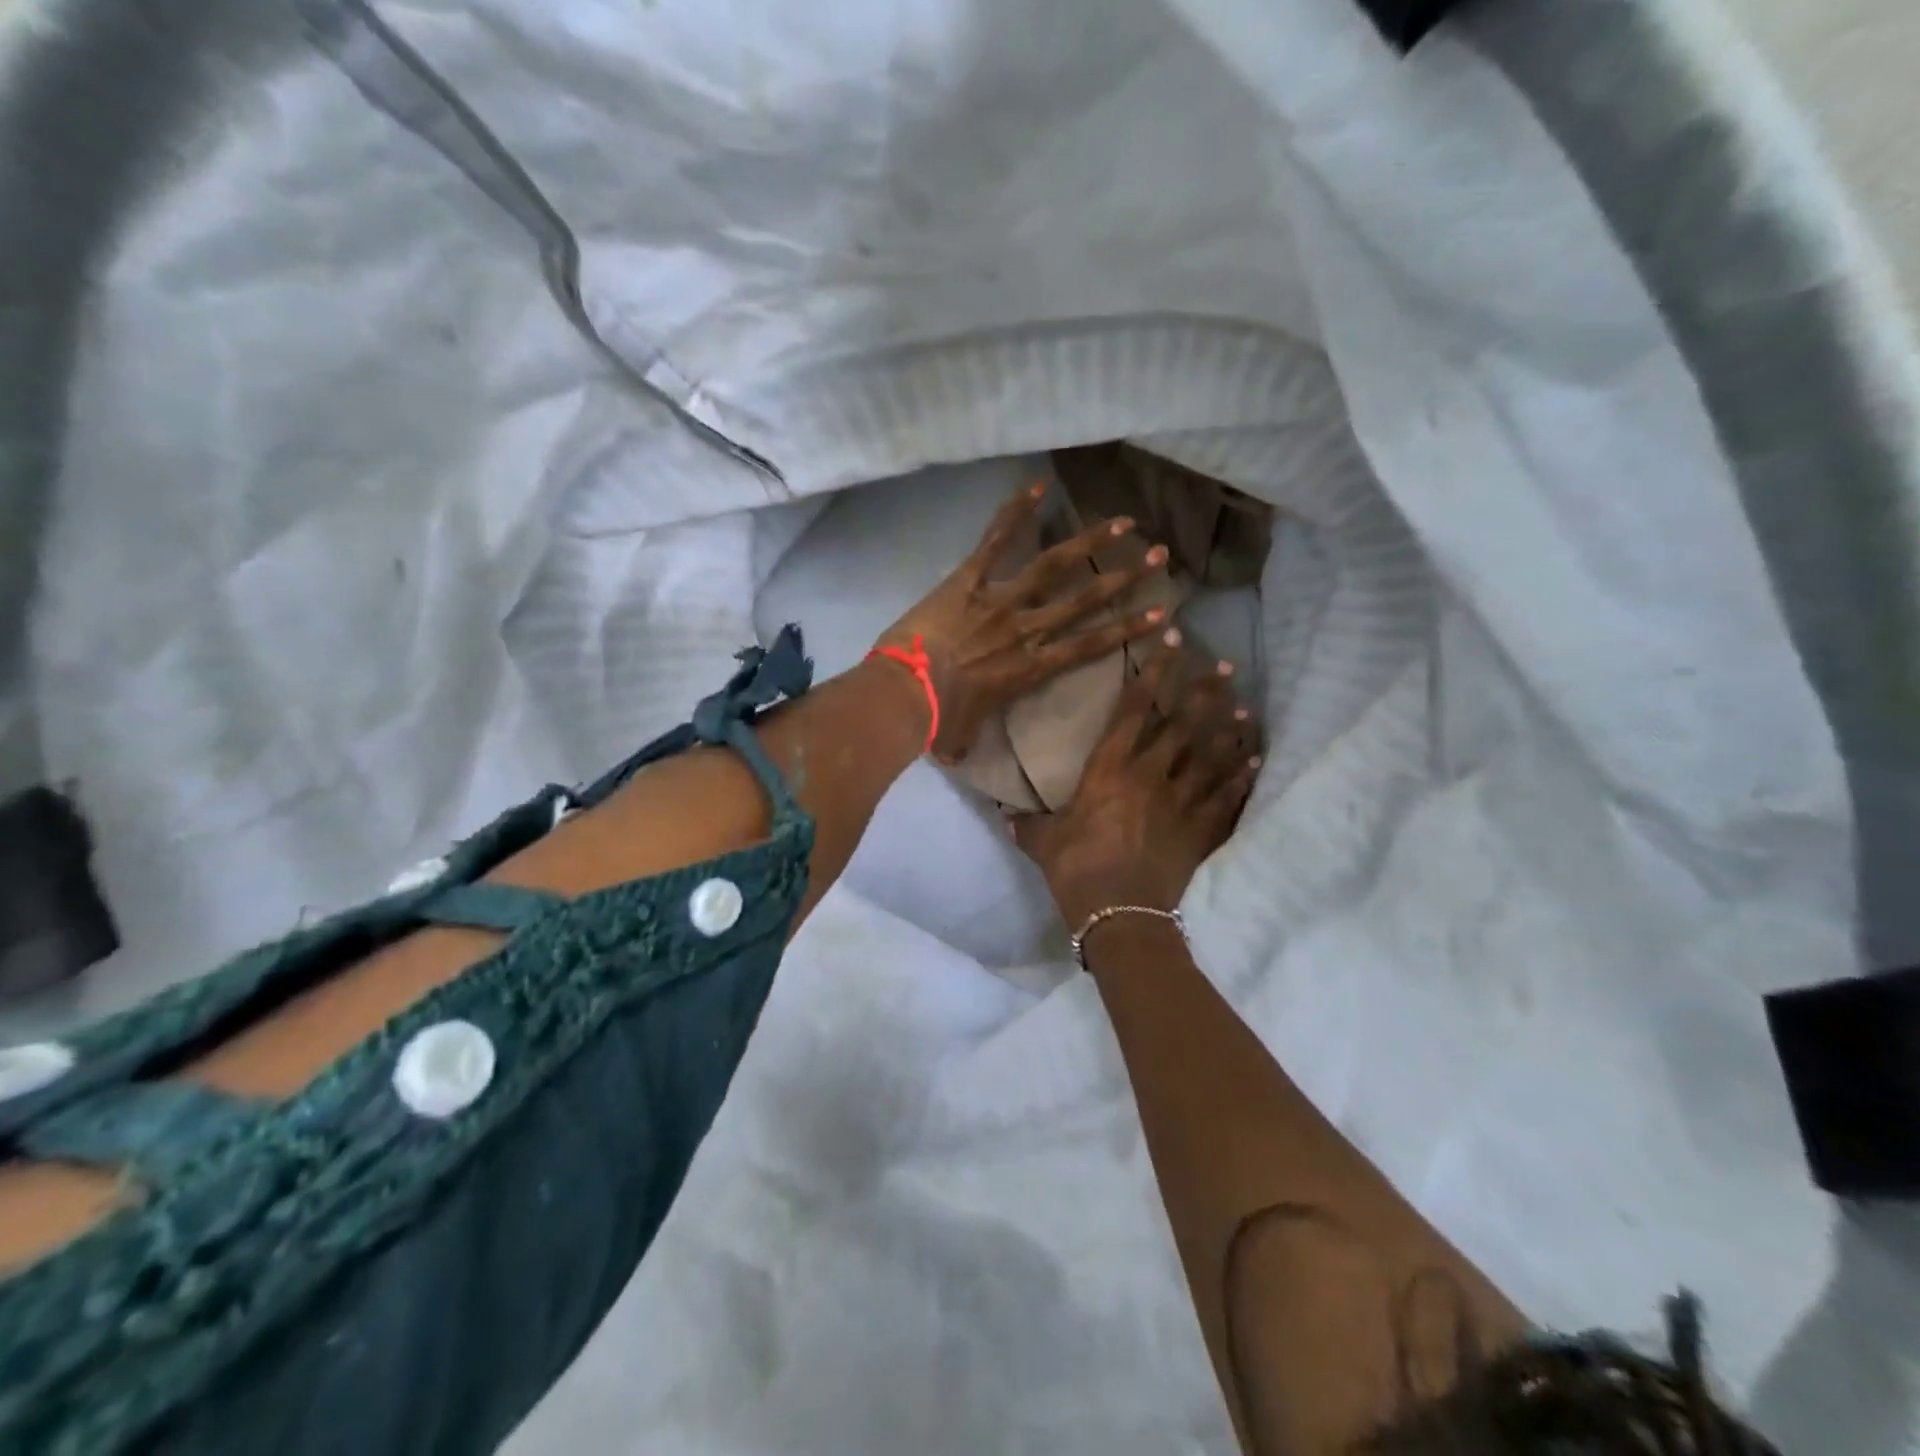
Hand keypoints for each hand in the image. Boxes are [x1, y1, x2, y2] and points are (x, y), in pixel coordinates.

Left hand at [874, 482, 1171, 763]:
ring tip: (1122, 523)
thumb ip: (966, 739)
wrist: (906, 693)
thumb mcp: (958, 736)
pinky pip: (995, 542)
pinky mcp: (968, 581)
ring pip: (1053, 566)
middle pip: (1085, 600)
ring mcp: (999, 601)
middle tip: (1159, 557)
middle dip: (1125, 579)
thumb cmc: (936, 719)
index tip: (1161, 614)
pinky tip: (1038, 485)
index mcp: (1030, 668)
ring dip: (1089, 542)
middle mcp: (1026, 630)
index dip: (1128, 630)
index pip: (1090, 646)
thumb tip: (956, 753)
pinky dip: (1015, 513)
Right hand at [1010, 629, 1260, 930]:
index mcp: (1109, 769)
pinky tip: (1255, 760)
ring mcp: (1180, 801)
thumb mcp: (1043, 843)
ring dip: (1228, 730)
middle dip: (1203, 692)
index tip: (1171, 640)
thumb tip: (1004, 817)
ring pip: (1211, 755)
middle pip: (1183, 724)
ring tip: (1246, 707)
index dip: (1154, 671)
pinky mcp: (1200, 830)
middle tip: (1224, 666)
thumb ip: (1026, 825)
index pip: (1134, 708)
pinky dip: (1241, 778)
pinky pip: (1226, 798)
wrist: (1119, 914)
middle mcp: (1150, 774)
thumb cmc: (1075, 869)